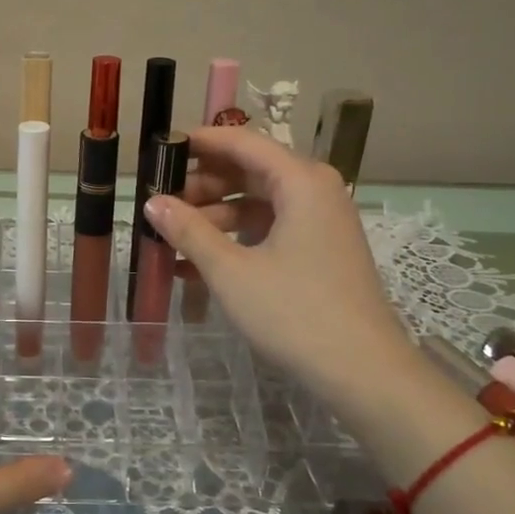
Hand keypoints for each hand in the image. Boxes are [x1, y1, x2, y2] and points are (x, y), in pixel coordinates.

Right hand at [143, 126, 414, 409]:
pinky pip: (269, 230)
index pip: (241, 142)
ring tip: (170, 239)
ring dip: (213, 218)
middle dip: (201, 186)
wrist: (362, 371)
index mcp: (300, 181)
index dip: (198, 143)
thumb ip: (189, 231)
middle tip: (158, 202)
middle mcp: (314, 191)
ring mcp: (320, 222)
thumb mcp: (231, 271)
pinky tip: (196, 266)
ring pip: (256, 203)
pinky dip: (235, 241)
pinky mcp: (319, 250)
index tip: (158, 151)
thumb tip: (152, 202)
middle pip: (248, 171)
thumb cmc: (294, 313)